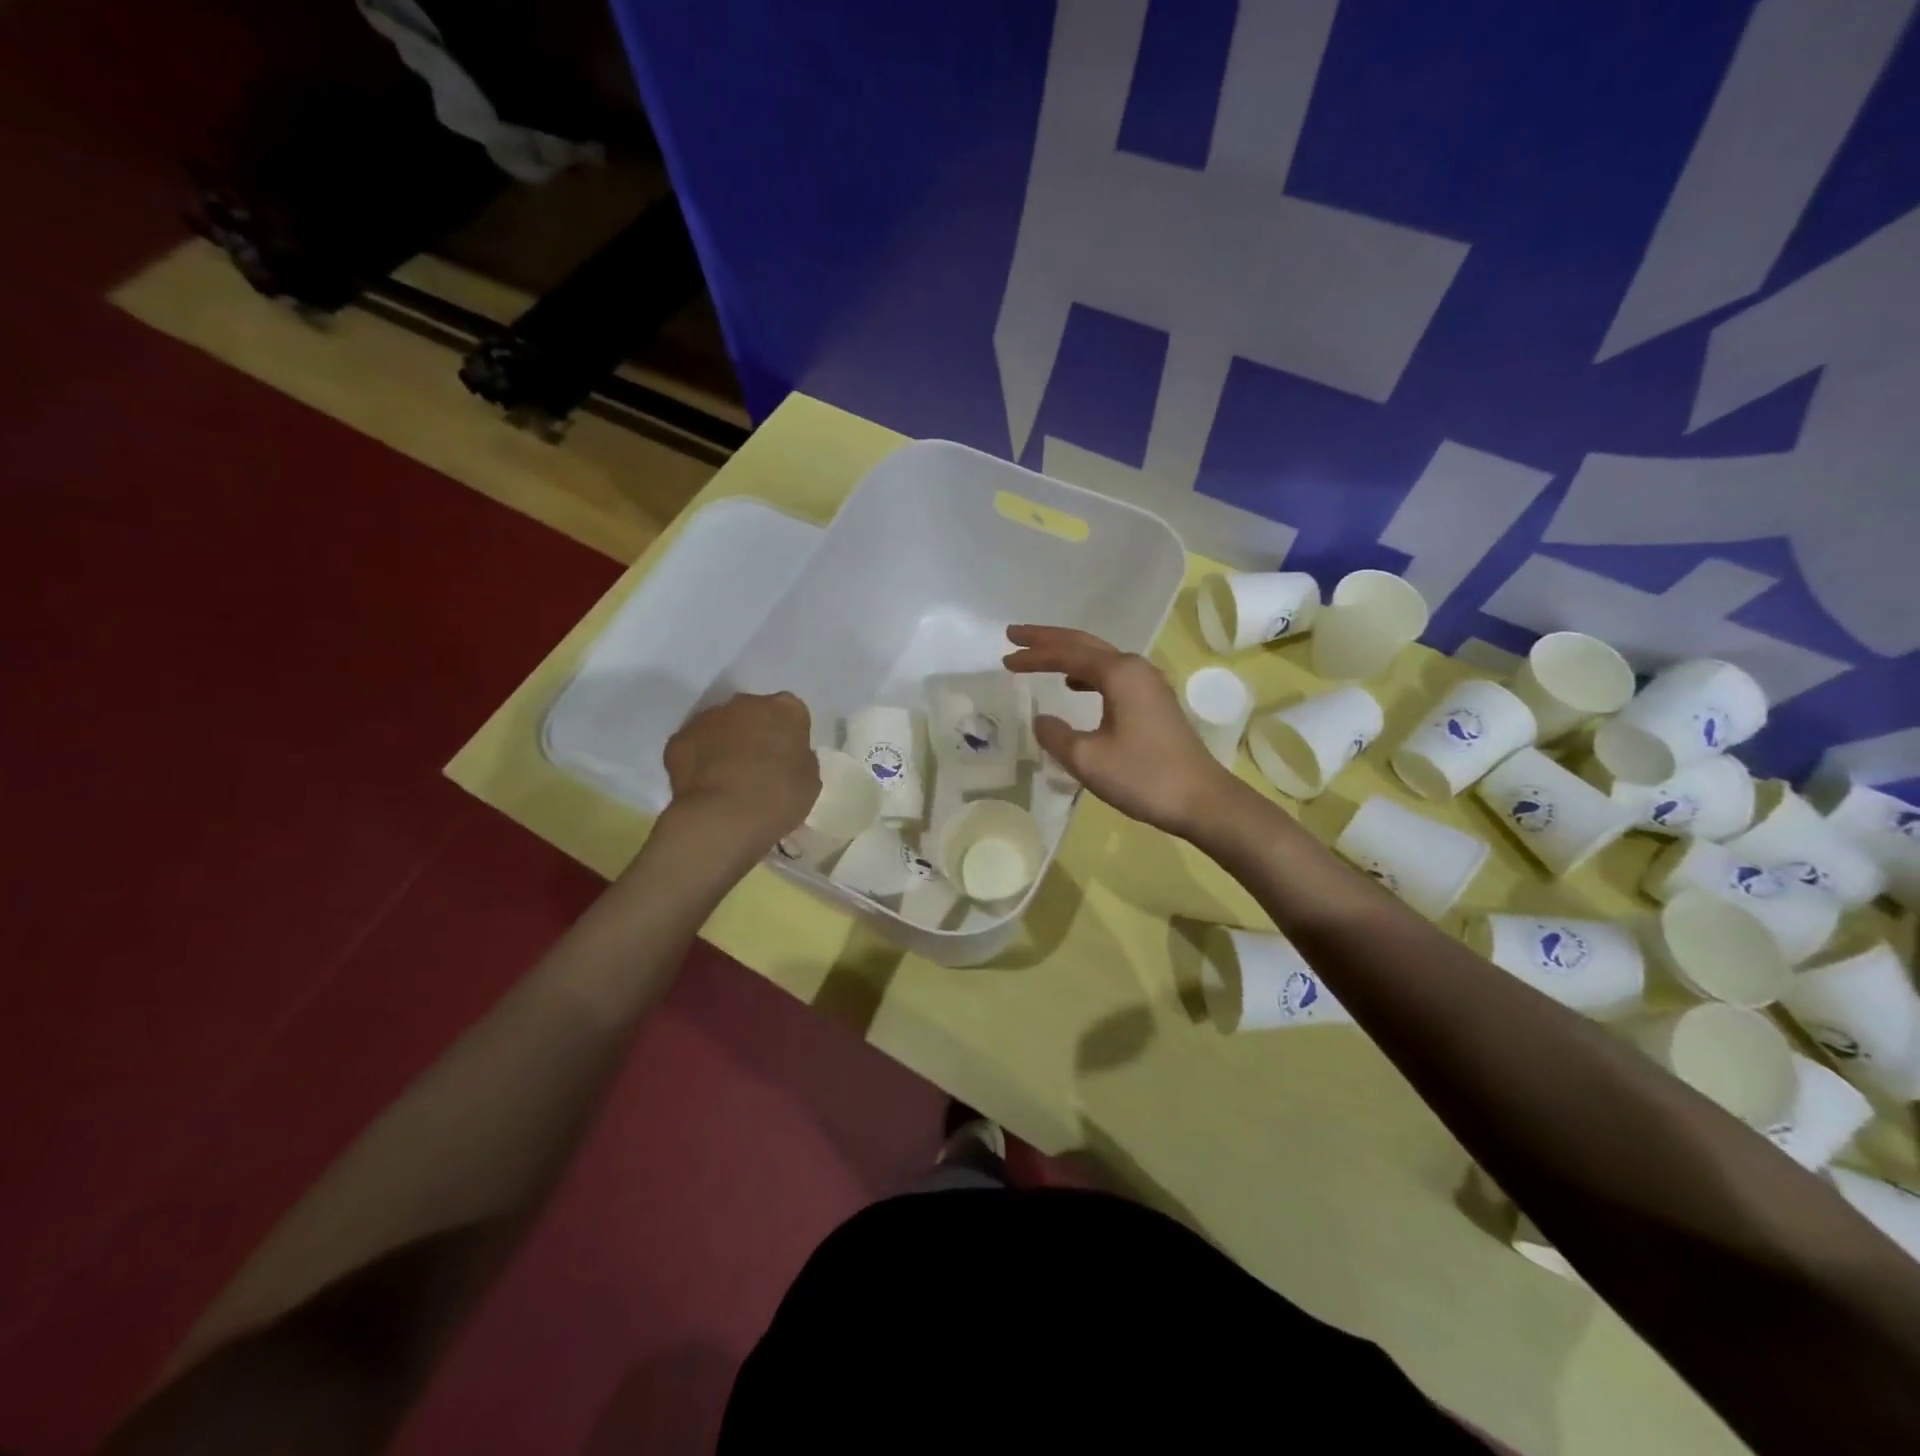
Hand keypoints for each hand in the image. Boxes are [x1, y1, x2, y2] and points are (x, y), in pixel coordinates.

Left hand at [661, 692, 818, 855]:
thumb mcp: (810, 781)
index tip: (788, 758)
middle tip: (758, 767)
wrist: (723, 818)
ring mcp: (708, 718)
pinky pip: (694, 745)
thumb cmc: (778, 797)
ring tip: (728, 779)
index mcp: (785, 709)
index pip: (792, 713)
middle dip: (756, 733)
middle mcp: (746, 703)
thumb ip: (800, 759)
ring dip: (725, 744)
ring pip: (721, 726)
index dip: (789, 736)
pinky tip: (704, 786)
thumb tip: (786, 757)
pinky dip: (699, 759)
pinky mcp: (679, 739)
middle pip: (753, 713)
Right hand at [1003, 625, 1239, 838]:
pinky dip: (1086, 673)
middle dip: (1047, 639)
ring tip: (1038, 657)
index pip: (1067, 655)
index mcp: (1119, 674)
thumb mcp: (1087, 759)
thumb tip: (1041, 720)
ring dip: (1066, 655)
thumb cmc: (1143, 776)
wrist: (1201, 800)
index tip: (1005, 657)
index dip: (1034, 655)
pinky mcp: (1154, 702)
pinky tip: (1075, 686)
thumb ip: (1055, 735)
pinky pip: (1111, 674)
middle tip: (1014, 635)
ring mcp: (1148, 684)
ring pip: (1099, 657)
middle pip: (1084, 644)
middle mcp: (1135, 668)